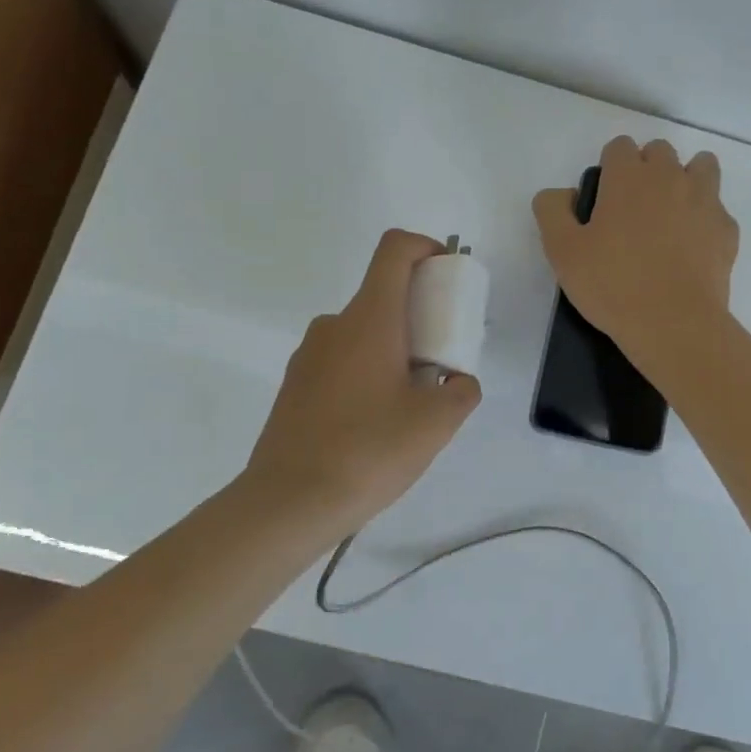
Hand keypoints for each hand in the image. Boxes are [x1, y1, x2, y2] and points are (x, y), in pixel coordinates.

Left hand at [241, 230, 481, 535]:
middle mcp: (334, 325)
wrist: (288, 503)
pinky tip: (375, 423)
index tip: (448, 277)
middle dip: (421, 315)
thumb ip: (461, 391)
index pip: (395, 249)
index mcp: (370, 319)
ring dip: (394, 348)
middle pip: (383, 294)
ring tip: (411, 402)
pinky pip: (342, 360)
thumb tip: (457, 382)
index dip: (426, 248)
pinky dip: (368, 371)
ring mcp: (309, 356)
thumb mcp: (437, 422)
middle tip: (442, 361)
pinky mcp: (295, 386)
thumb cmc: (369, 450)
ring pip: (363, 332)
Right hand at [532, 135, 739, 369]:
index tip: (605, 198)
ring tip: (671, 214)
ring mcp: (705, 200)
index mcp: (628, 177)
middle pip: (660, 151)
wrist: (674, 324)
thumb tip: (563, 194)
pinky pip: (717, 208)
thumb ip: (553, 210)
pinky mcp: (727, 229)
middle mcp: (670, 177)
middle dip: (647, 168)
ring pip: (701, 166)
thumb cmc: (613, 285)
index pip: (619, 146)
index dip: (610, 167)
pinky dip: (706, 218)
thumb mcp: (561, 251)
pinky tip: (693, 247)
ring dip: (685, 179)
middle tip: (634, 209)